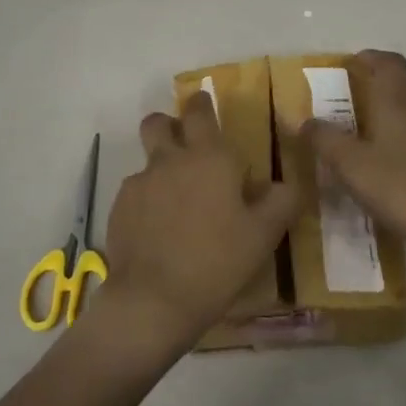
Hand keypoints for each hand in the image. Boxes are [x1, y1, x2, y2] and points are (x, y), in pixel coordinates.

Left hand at [98, 90, 301, 357]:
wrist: (153, 301)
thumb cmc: (216, 262)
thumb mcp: (263, 236)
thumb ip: (280, 202)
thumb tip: (287, 184)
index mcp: (209, 158)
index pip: (200, 112)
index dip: (202, 104)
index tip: (205, 105)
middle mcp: (170, 160)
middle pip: (158, 122)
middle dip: (169, 125)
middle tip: (186, 147)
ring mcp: (140, 183)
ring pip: (147, 160)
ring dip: (161, 170)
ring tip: (177, 205)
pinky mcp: (119, 208)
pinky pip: (136, 192)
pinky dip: (147, 202)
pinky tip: (159, 232)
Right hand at [301, 49, 405, 257]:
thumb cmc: (402, 186)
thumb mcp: (351, 165)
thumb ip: (325, 139)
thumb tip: (306, 121)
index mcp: (396, 99)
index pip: (387, 61)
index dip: (367, 58)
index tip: (346, 68)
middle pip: (401, 81)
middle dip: (376, 83)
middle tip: (347, 100)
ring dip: (387, 111)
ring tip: (358, 133)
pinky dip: (399, 138)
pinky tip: (382, 163)